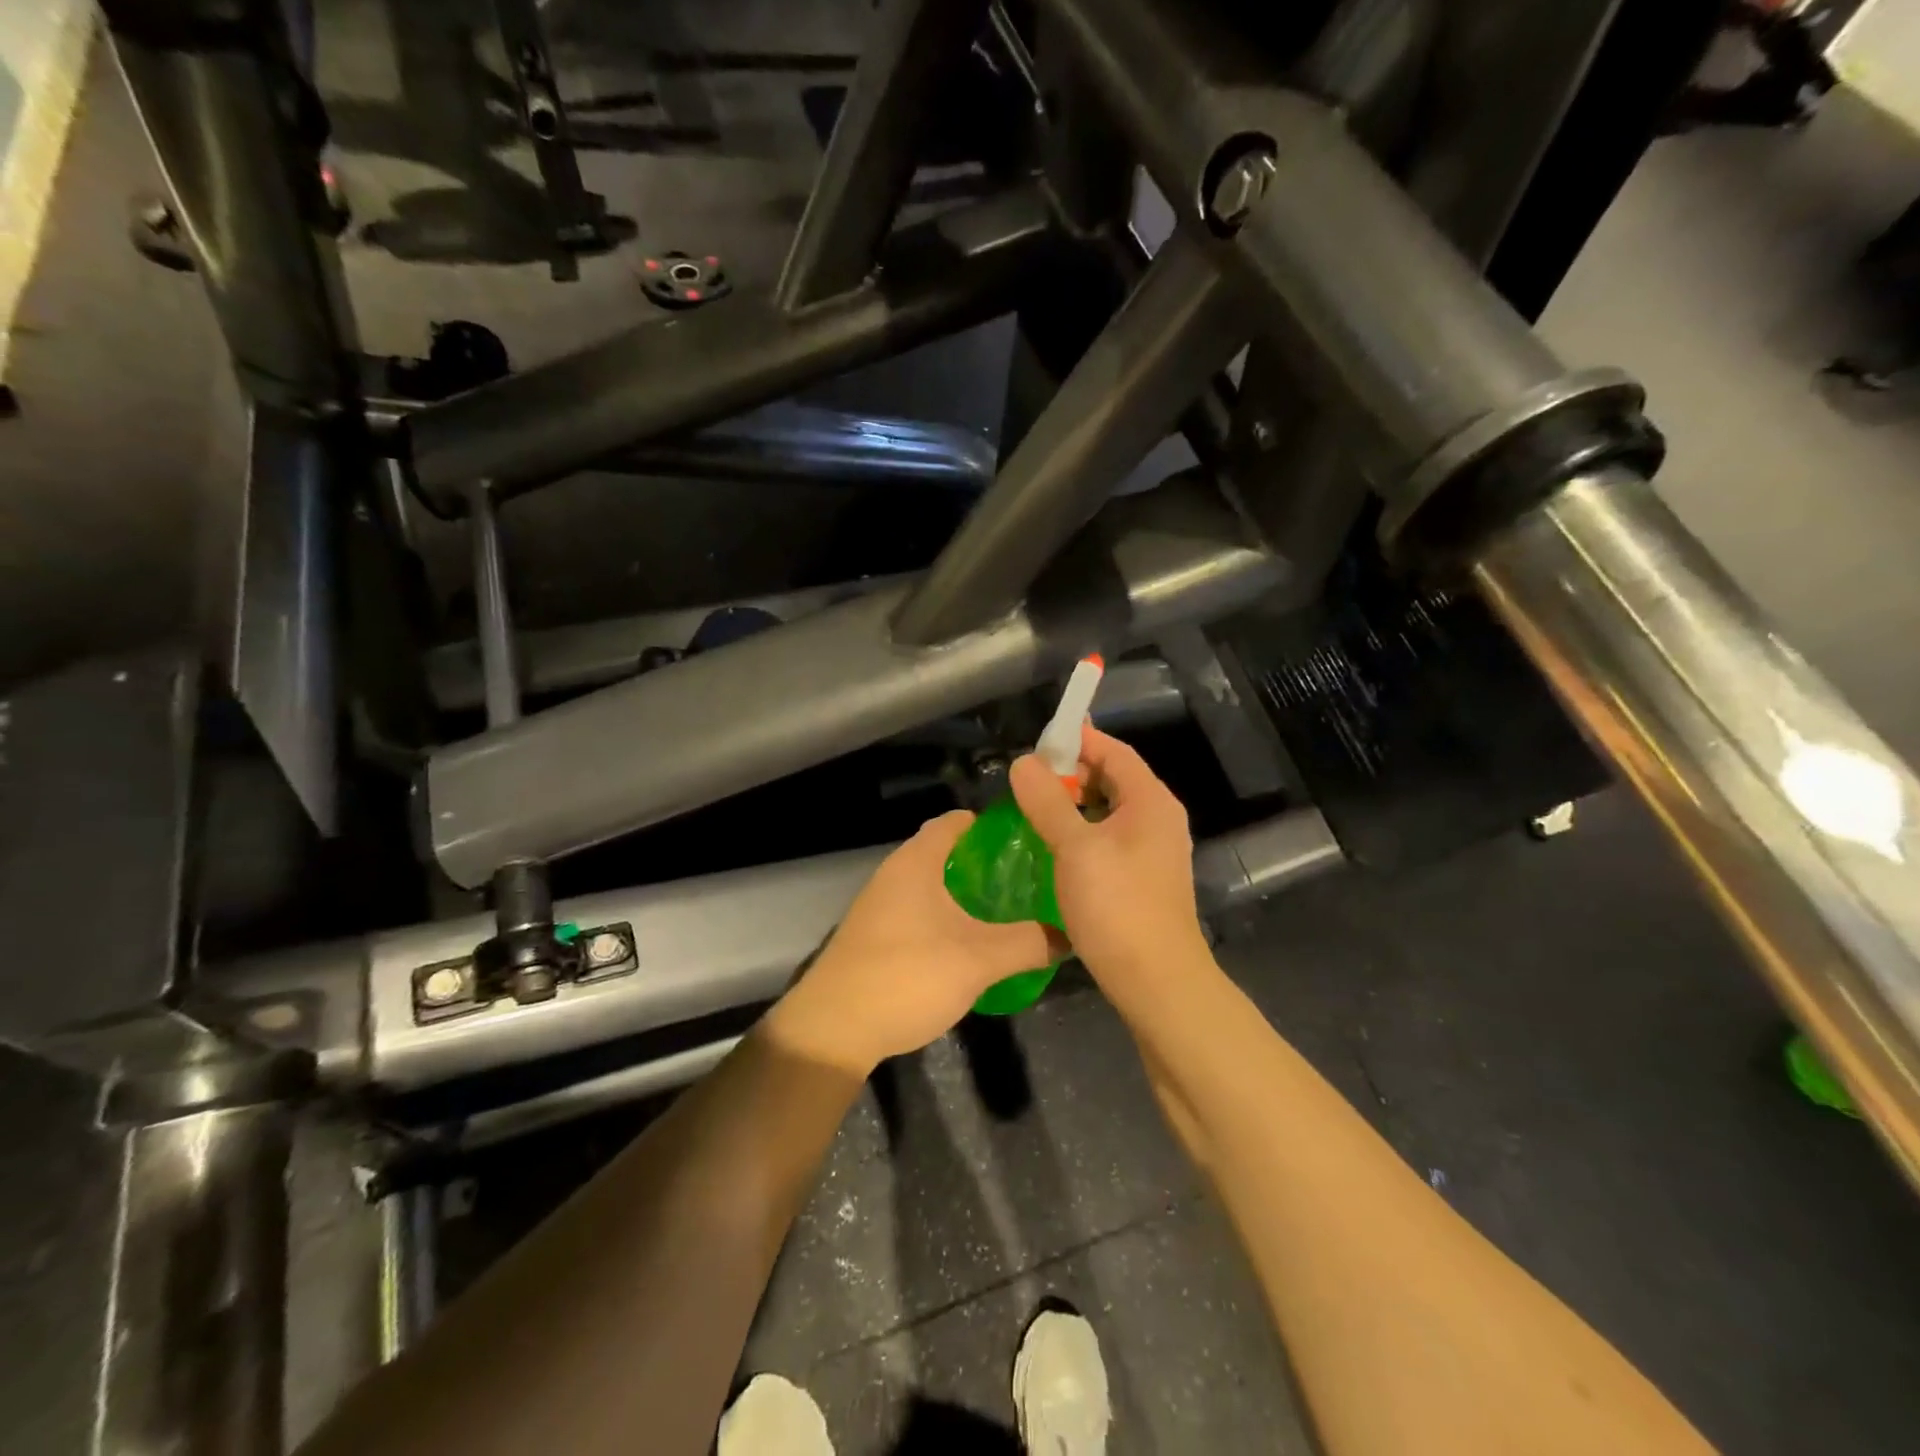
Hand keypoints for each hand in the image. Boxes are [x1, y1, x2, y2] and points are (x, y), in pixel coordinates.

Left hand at [765, 811, 1064, 1074]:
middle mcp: (894, 873)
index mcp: (916, 862)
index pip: (956, 821)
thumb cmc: (907, 976)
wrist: (834, 1029)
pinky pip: (919, 911)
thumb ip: (1028, 944)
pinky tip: (971, 943)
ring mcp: (880, 905)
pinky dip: (946, 916)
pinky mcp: (874, 935)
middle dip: (986, 863)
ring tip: (1009, 911)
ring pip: (932, 885)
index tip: (1030, 841)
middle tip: (1029, 880)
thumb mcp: (979, 960)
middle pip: (946, 852)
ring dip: (966, 894)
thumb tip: (1069, 935)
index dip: (992, 826)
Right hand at [1009, 725, 1208, 993]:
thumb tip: (1023, 762)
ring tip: (1034, 811)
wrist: (1156, 981)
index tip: (1037, 742)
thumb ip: (1048, 801)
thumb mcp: (1074, 848)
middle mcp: (1158, 819)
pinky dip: (1082, 832)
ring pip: (1109, 811)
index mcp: (1150, 801)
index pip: (1114, 750)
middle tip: (1028, 782)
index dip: (1077, 739)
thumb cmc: (1117, 906)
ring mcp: (1154, 850)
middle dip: (1071, 773)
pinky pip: (1109, 839)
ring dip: (1073, 805)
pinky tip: (1054, 848)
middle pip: (1113, 778)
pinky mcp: (1143, 878)